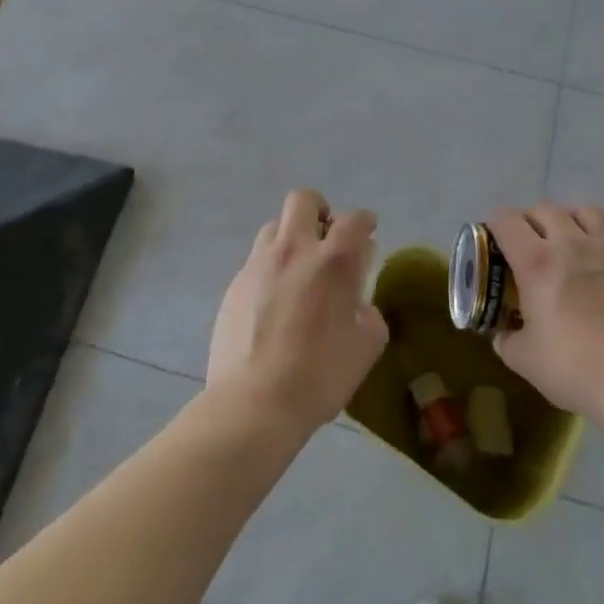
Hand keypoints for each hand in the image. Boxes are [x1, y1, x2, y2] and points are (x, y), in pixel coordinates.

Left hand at [208, 190, 388, 434]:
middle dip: (319, 209)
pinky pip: (256, 261)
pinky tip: (273, 302)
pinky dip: (270, 269)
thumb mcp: (366, 346)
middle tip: (326, 236)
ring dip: (290, 237)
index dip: (364, 222)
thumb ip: (368, 312)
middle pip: (303, 200)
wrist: (254, 402)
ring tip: (297, 268)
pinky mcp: (234, 284)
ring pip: (274, 227)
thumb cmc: (320, 375)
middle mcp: (294, 249)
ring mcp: (259, 264)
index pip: (354, 220)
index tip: (367, 233)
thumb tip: (359, 303)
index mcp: (333, 260)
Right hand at [488, 202, 603, 419]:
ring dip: (568, 220)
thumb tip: (503, 332)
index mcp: (536, 262)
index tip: (496, 243)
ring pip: (581, 211)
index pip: (506, 219)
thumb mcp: (525, 360)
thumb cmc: (576, 369)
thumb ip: (507, 339)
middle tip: (529, 247)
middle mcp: (570, 243)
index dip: (495, 226)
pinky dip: (599, 239)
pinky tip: (600, 264)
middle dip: (530, 222)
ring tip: (567, 243)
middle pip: (543, 209)